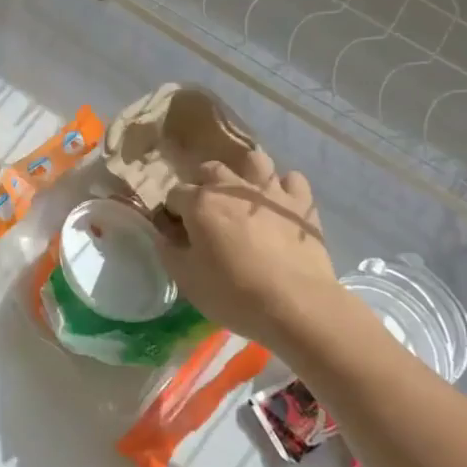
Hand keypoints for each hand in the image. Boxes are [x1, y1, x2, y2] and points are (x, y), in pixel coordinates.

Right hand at [154, 152, 354, 366]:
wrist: (296, 305)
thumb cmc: (234, 293)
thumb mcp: (186, 279)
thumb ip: (169, 251)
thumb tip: (165, 235)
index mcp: (200, 203)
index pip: (175, 193)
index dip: (173, 212)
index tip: (177, 232)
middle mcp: (233, 188)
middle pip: (210, 169)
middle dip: (203, 185)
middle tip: (208, 213)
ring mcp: (270, 192)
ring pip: (254, 161)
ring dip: (245, 174)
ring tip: (244, 197)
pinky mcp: (301, 204)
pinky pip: (292, 180)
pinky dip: (284, 189)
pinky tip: (280, 206)